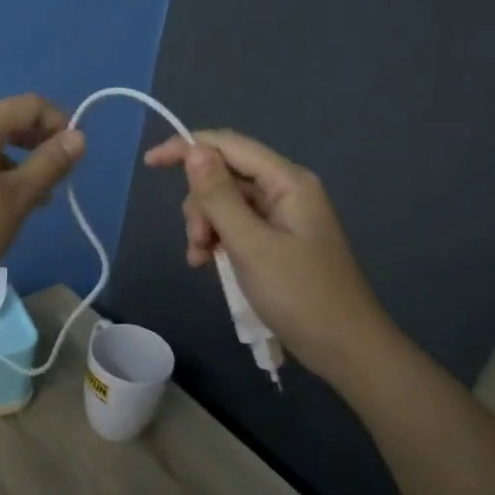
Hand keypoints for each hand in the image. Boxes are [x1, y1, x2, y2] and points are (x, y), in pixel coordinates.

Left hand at [0, 94, 85, 295]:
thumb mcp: (18, 197)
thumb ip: (50, 163)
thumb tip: (78, 136)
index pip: (27, 105)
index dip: (58, 121)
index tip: (74, 153)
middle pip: (5, 121)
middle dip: (37, 142)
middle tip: (59, 174)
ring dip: (18, 162)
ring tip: (38, 197)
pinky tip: (4, 205)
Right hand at [143, 129, 380, 372]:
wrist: (345, 348)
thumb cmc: (300, 295)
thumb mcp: (251, 245)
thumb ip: (219, 197)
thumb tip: (194, 151)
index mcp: (287, 182)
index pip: (228, 145)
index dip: (187, 148)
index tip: (149, 164)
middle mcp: (286, 190)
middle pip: (225, 175)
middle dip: (200, 203)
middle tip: (197, 241)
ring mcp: (284, 217)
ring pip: (227, 203)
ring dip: (206, 225)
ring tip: (201, 259)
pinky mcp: (279, 241)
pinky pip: (238, 226)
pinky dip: (218, 240)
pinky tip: (208, 263)